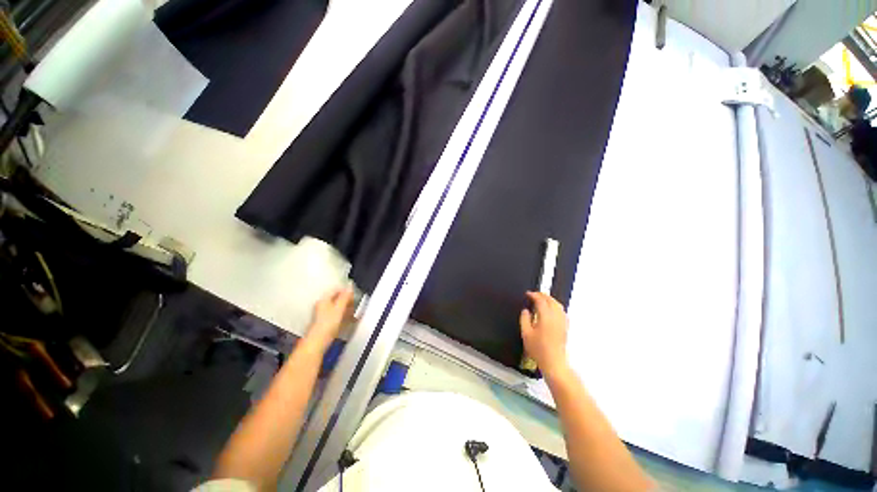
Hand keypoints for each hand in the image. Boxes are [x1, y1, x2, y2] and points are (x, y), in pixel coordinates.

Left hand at [304, 287, 353, 351]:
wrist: (318, 342)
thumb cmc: (327, 324)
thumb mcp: (339, 308)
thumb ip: (344, 297)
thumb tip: (349, 287)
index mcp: (324, 300)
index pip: (336, 289)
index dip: (346, 290)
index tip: (354, 294)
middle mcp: (322, 305)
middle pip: (337, 298)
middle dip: (347, 300)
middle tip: (355, 303)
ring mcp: (323, 314)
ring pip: (337, 307)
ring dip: (347, 308)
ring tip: (354, 312)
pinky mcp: (326, 322)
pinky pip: (337, 314)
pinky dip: (344, 315)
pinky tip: (349, 319)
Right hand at [520, 291, 569, 377]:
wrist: (554, 362)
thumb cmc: (539, 349)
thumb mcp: (526, 334)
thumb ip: (524, 319)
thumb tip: (526, 311)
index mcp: (546, 317)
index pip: (541, 301)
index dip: (534, 295)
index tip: (528, 294)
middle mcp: (556, 317)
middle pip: (551, 300)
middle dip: (543, 295)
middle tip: (534, 294)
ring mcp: (562, 322)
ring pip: (558, 305)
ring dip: (550, 300)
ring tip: (542, 300)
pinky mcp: (565, 327)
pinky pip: (562, 311)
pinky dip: (556, 306)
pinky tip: (551, 310)